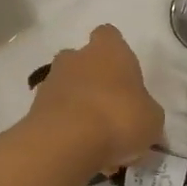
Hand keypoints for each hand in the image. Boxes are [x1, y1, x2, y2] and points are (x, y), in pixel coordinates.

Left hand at [25, 26, 164, 174]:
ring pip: (67, 87)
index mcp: (109, 50)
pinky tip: (80, 150)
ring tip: (95, 137)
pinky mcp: (34, 108)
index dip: (116, 53)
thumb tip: (145, 120)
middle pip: (83, 61)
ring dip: (78, 105)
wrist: (66, 142)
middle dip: (93, 80)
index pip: (109, 35)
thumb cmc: (119, 118)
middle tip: (110, 108)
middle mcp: (76, 57)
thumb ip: (148, 114)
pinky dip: (65, 127)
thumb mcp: (152, 119)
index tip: (124, 75)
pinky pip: (55, 113)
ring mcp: (51, 81)